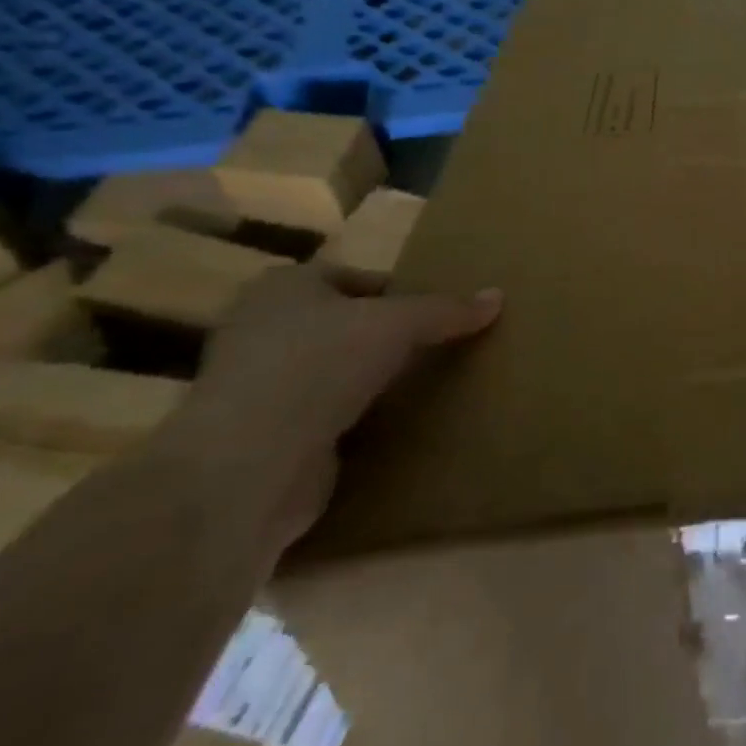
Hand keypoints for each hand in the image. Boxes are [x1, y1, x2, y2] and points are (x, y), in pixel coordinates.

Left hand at [165, 265, 499, 550]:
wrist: (247, 466)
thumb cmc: (318, 365)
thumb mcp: (398, 324)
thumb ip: (448, 310)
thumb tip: (498, 296)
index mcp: (284, 287)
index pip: (353, 279)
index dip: (396, 292)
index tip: (434, 314)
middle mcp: (261, 330)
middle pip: (342, 325)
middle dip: (384, 338)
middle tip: (435, 348)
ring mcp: (256, 388)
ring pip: (331, 373)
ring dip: (368, 382)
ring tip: (422, 387)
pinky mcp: (262, 439)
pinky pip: (322, 418)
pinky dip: (352, 422)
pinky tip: (390, 427)